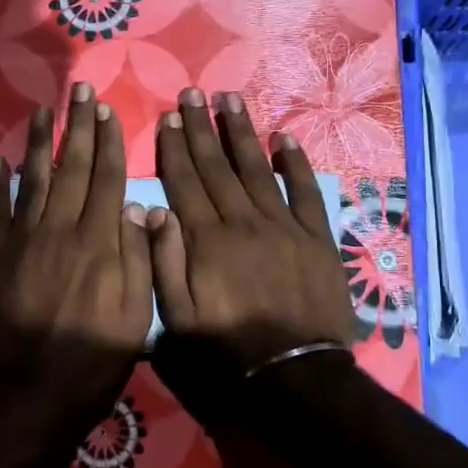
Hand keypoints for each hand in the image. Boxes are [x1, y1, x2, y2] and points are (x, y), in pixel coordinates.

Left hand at [0, 83, 153, 419]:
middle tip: (80, 90)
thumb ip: (139, 259)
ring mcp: (23, 241)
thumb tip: (142, 209)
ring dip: (39, 142)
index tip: (107, 111)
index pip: (108, 179)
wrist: (29, 395)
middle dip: (78, 127)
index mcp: (99, 243)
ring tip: (44, 109)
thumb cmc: (93, 362)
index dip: (109, 142)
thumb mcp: (136, 317)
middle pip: (72, 169)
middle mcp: (61, 230)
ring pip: (33, 180)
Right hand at [150, 87, 356, 377]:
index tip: (168, 118)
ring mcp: (282, 226)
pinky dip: (295, 163)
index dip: (174, 149)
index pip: (185, 182)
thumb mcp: (177, 319)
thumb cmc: (227, 350)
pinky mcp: (315, 237)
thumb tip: (152, 211)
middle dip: (202, 128)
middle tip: (193, 94)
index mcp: (206, 240)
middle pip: (217, 166)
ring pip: (256, 169)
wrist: (294, 373)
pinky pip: (304, 191)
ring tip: (230, 100)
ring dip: (242, 133)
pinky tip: (285, 139)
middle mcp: (242, 221)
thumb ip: (163, 262)